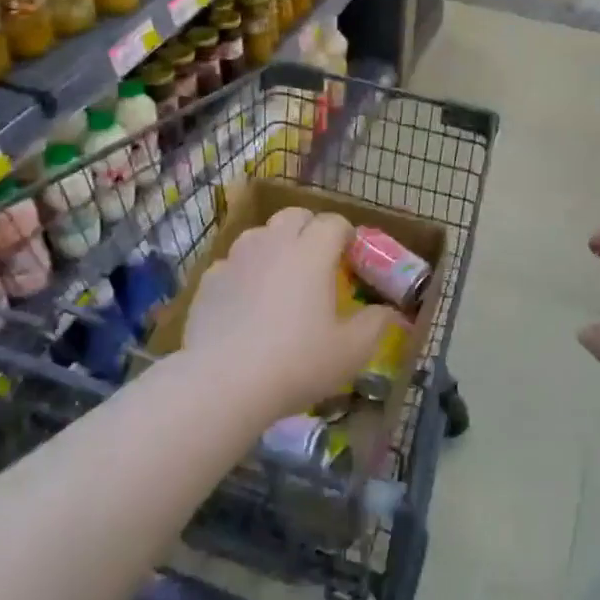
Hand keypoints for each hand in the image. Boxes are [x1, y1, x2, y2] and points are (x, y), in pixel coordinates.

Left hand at [181, 207, 399, 418]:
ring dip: (275, 245)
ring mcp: (237, 258)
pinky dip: (244, 272)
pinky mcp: (209, 279)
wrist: (222, 383)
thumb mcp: (350, 352)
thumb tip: (389, 311)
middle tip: (317, 262)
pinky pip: (233, 263)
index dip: (346, 235)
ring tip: (280, 277)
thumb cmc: (296, 363)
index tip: (351, 258)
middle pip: (295, 216)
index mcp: (312, 252)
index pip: (334, 222)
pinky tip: (245, 302)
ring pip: (261, 234)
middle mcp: (274, 243)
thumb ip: (375, 325)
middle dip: (310, 229)